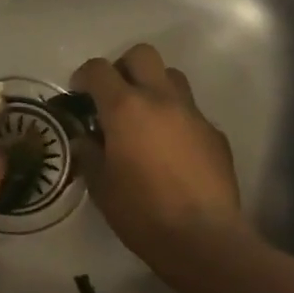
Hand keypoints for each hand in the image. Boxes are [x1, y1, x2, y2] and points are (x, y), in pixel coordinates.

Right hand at [72, 44, 244, 267]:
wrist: (202, 237)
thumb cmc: (141, 212)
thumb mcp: (101, 186)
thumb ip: (89, 154)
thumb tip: (86, 138)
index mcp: (126, 109)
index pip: (99, 70)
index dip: (84, 76)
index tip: (78, 94)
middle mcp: (161, 100)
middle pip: (142, 55)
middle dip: (123, 68)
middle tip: (113, 98)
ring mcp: (193, 114)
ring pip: (172, 78)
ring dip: (154, 88)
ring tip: (144, 120)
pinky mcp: (215, 134)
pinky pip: (191, 113)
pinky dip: (176, 120)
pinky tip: (171, 152)